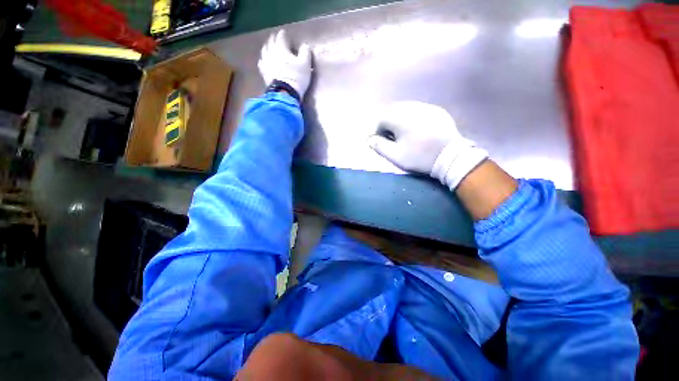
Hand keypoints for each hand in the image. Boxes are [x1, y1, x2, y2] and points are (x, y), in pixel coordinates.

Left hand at [258, 30, 311, 98]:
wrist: (285, 93)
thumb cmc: (296, 77)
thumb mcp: (305, 64)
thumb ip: (305, 52)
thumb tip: (304, 45)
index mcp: (281, 48)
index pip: (281, 37)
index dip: (283, 35)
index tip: (285, 34)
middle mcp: (271, 52)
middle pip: (271, 42)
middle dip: (274, 39)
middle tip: (277, 38)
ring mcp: (265, 62)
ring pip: (264, 51)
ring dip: (267, 47)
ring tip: (269, 47)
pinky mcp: (263, 73)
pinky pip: (261, 63)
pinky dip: (263, 59)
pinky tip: (264, 61)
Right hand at [368, 101, 488, 189]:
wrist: (450, 157)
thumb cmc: (419, 157)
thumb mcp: (395, 156)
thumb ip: (379, 146)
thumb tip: (369, 139)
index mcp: (400, 118)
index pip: (381, 119)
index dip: (379, 131)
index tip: (383, 142)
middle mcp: (412, 108)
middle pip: (393, 111)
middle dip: (389, 124)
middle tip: (393, 138)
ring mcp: (426, 107)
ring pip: (406, 109)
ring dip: (401, 119)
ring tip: (406, 134)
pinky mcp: (437, 111)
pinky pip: (419, 110)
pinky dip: (414, 118)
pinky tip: (419, 129)